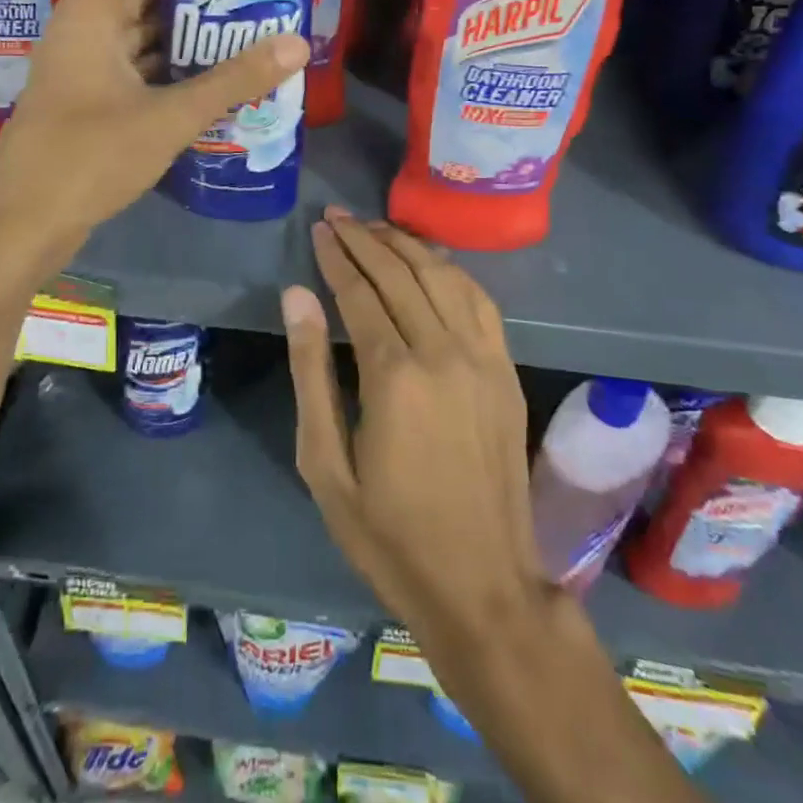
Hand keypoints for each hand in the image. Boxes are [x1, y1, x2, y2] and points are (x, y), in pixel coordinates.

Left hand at [0, 0, 308, 253]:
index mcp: (92, 12)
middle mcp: (84, 29)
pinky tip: (209, 76)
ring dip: (182, 30)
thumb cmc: (89, 156)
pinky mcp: (87, 101)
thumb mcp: (169, 116)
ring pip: (137, 31)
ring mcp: (83, 67)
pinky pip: (133, 67)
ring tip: (242, 25)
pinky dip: (167, 66)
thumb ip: (233, 79)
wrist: (22, 224)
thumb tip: (297, 42)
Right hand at [283, 209, 545, 652]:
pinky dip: (451, 270)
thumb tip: (297, 296)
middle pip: (399, 274)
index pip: (359, 292)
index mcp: (393, 375)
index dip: (336, 256)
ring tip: (375, 226)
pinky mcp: (505, 371)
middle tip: (337, 216)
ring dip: (406, 245)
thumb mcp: (324, 464)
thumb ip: (309, 371)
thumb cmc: (389, 533)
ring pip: (442, 277)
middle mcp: (442, 352)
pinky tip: (431, 260)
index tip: (318, 229)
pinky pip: (479, 301)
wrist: (482, 586)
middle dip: (364, 239)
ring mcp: (482, 359)